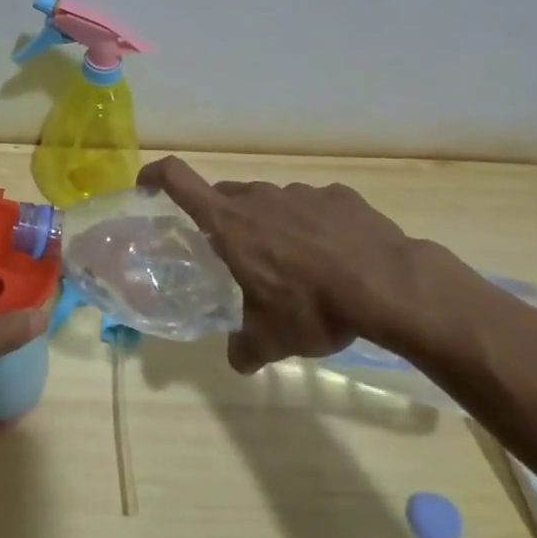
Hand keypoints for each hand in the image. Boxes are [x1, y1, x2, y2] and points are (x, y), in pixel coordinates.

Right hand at [136, 156, 442, 375]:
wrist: (389, 286)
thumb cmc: (313, 307)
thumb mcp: (272, 339)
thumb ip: (245, 348)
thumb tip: (237, 361)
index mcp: (230, 223)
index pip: (178, 180)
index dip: (156, 175)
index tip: (146, 186)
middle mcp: (260, 198)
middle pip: (227, 197)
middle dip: (224, 221)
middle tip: (238, 257)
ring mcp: (302, 193)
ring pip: (271, 203)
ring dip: (272, 226)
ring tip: (296, 265)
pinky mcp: (340, 196)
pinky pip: (314, 207)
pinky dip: (314, 226)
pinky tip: (335, 256)